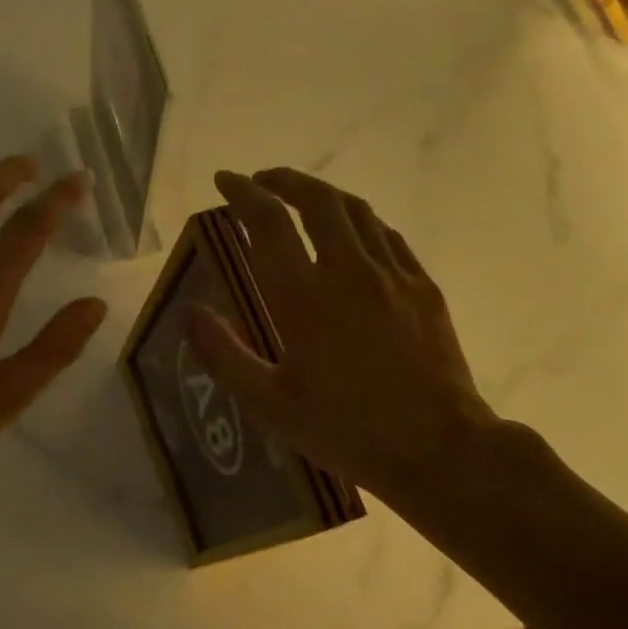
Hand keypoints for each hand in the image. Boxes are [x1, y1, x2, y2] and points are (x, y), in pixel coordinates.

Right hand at [189, 168, 506, 505]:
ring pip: (357, 211)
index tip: (224, 180)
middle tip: (262, 181)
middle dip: (284, 180)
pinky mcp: (423, 288)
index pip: (268, 223)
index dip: (242, 193)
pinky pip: (388, 236)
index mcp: (305, 298)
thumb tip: (190, 312)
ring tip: (302, 199)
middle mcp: (349, 272)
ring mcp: (393, 275)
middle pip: (317, 200)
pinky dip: (360, 222)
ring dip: (323, 194)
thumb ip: (224, 355)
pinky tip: (354, 234)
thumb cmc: (345, 431)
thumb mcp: (269, 405)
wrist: (437, 448)